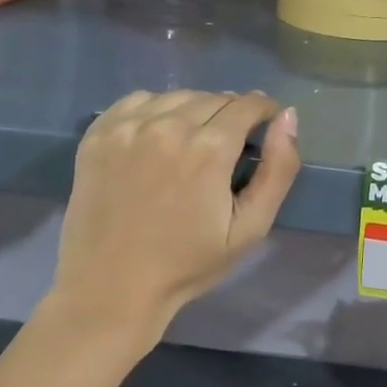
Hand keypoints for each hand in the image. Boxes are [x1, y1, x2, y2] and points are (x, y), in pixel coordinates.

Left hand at [40, 91, 300, 358]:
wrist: (109, 290)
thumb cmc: (187, 263)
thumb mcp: (250, 228)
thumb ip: (278, 169)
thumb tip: (287, 117)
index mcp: (209, 148)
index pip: (248, 104)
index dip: (264, 112)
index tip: (264, 129)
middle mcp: (168, 126)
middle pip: (215, 98)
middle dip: (231, 114)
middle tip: (228, 148)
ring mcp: (128, 127)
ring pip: (179, 96)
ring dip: (195, 110)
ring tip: (194, 142)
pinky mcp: (99, 133)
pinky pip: (139, 100)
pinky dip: (156, 109)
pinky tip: (158, 137)